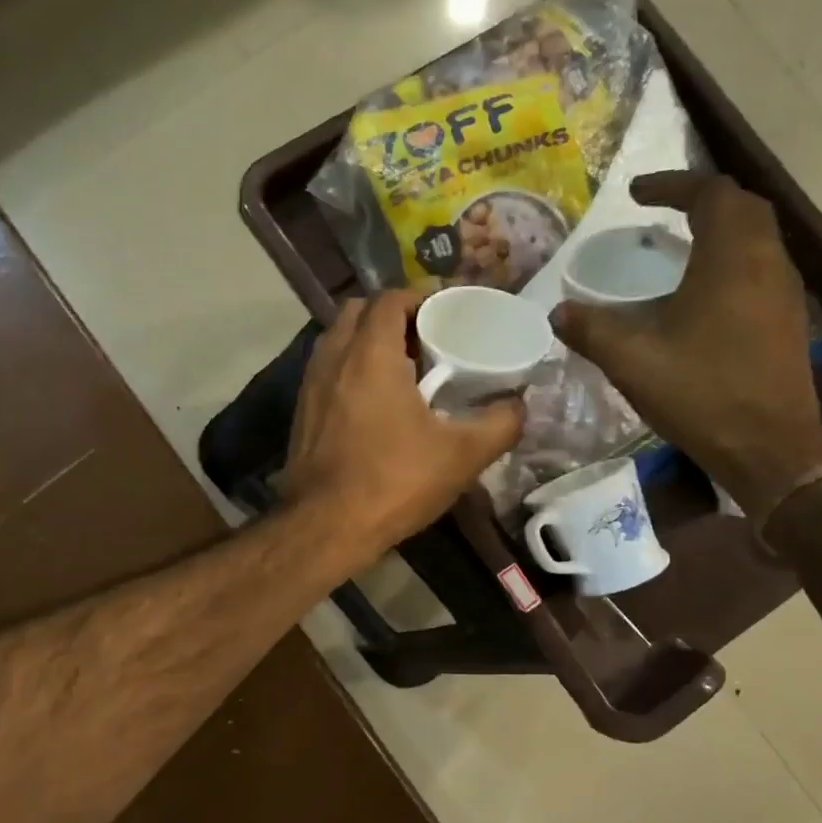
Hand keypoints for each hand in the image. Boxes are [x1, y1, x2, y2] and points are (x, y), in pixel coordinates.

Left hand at [285, 290, 524, 559]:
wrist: (324, 527)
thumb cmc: (393, 482)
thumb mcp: (461, 455)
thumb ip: (500, 424)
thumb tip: (520, 405)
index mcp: (370, 354)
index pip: (390, 298)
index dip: (421, 296)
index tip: (447, 310)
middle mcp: (332, 358)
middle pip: (359, 311)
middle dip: (392, 314)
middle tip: (426, 337)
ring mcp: (310, 385)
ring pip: (338, 340)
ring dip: (368, 341)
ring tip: (403, 368)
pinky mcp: (301, 411)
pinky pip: (327, 370)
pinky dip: (350, 368)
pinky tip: (375, 402)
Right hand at [551, 171, 821, 516]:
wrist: (768, 447)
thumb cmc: (701, 393)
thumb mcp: (632, 361)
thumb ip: (591, 330)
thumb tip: (558, 312)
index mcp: (731, 260)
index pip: (711, 194)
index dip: (673, 185)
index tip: (635, 194)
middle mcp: (767, 264)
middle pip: (743, 207)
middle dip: (701, 199)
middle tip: (660, 210)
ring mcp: (784, 292)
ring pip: (757, 236)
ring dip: (719, 228)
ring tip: (676, 245)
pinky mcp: (787, 319)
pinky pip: (760, 267)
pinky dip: (730, 258)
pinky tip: (699, 290)